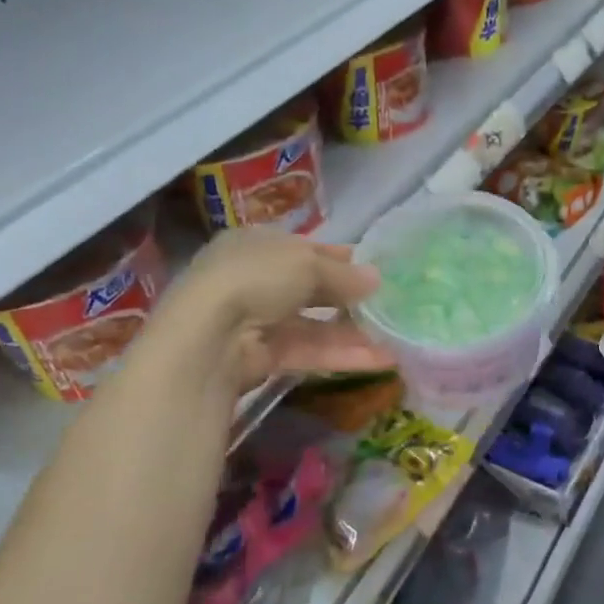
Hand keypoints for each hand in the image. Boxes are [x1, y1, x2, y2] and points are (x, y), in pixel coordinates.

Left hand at [145, 229, 393, 392]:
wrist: (208, 337)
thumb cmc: (256, 278)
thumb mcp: (307, 263)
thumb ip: (344, 274)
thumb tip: (376, 280)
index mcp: (254, 244)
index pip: (304, 249)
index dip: (340, 258)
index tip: (375, 269)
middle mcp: (252, 280)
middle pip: (310, 289)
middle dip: (349, 298)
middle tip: (389, 304)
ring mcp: (256, 321)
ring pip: (313, 325)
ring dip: (353, 331)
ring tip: (394, 336)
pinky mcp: (262, 358)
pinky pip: (309, 352)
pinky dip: (343, 355)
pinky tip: (381, 359)